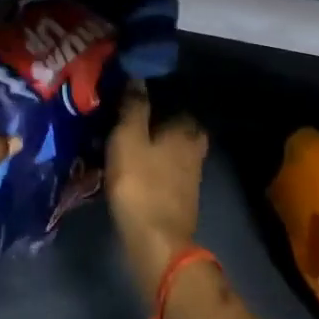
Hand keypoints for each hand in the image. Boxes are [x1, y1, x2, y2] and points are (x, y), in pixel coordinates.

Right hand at [105, 86, 207, 297]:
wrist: (156, 241)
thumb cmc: (140, 183)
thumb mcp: (127, 138)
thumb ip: (134, 107)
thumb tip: (137, 77)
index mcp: (185, 129)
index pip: (175, 99)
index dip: (154, 93)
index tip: (132, 91)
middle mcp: (194, 147)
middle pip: (174, 124)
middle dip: (155, 119)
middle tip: (127, 115)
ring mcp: (190, 173)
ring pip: (170, 146)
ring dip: (153, 141)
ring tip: (124, 138)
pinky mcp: (180, 194)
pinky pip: (165, 166)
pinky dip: (152, 161)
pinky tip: (133, 162)